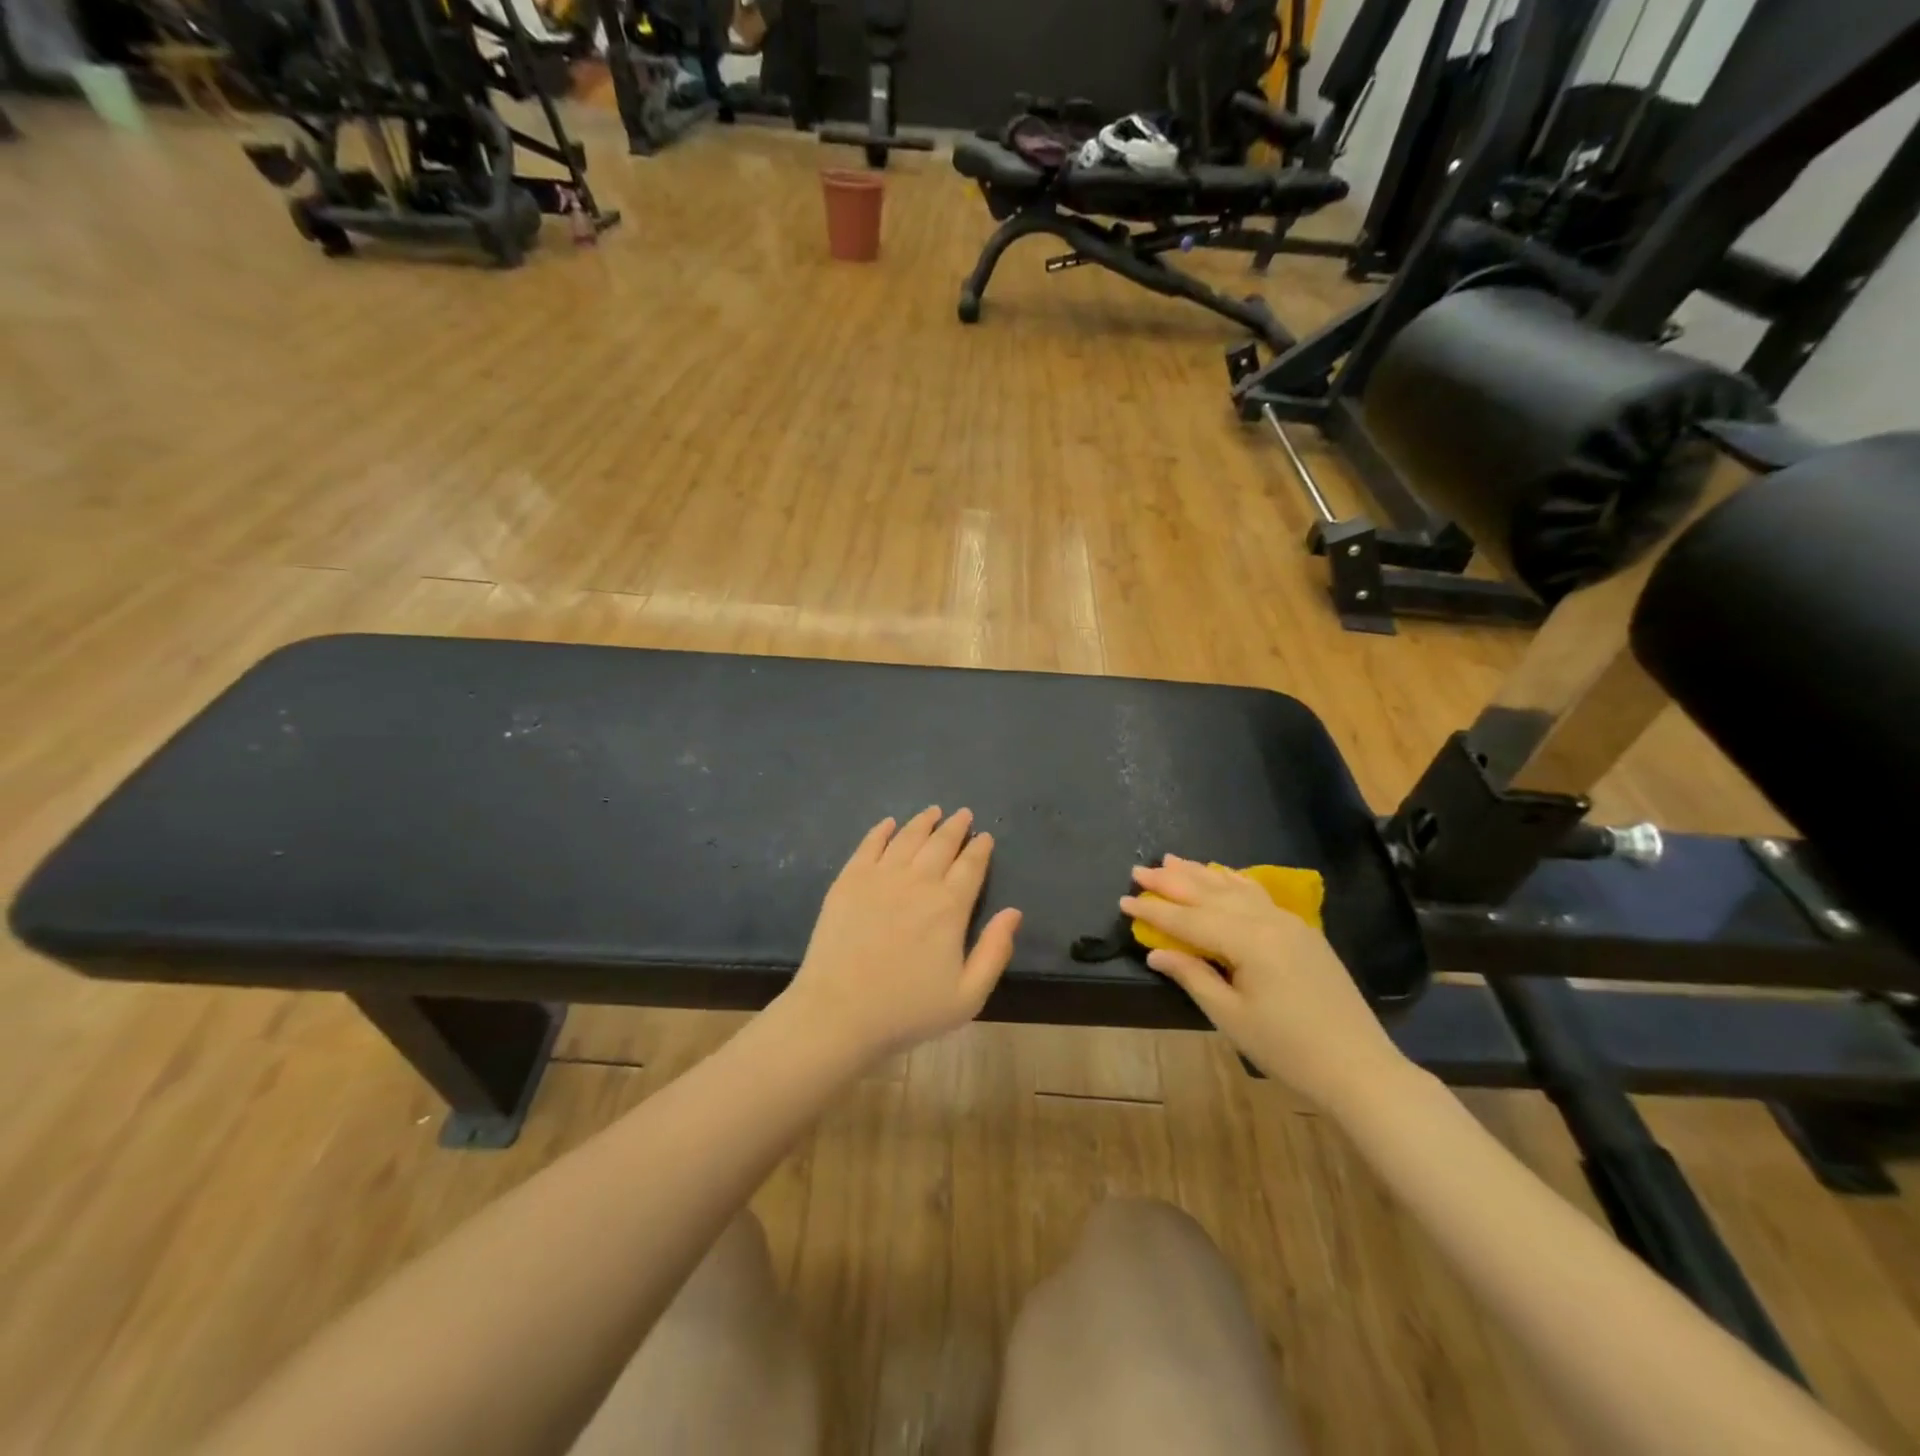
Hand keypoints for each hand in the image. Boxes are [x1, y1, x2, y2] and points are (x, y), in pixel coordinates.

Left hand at [784, 807, 1021, 1067]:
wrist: (838, 1013)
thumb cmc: (907, 1010)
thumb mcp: (967, 995)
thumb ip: (994, 951)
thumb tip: (1014, 912)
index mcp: (949, 906)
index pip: (971, 866)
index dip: (980, 848)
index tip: (985, 836)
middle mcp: (918, 881)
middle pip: (941, 843)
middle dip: (955, 826)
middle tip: (963, 814)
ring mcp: (879, 876)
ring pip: (907, 837)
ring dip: (923, 822)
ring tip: (933, 811)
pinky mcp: (848, 880)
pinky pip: (869, 844)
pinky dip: (882, 830)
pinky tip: (888, 824)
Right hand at [1121, 856, 1407, 1113]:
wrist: (1359, 1069)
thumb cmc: (1288, 1049)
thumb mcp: (1231, 1017)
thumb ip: (1193, 976)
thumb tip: (1155, 951)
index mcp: (1250, 941)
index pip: (1191, 919)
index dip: (1155, 911)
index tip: (1124, 899)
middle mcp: (1269, 921)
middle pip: (1211, 894)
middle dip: (1172, 882)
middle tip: (1139, 870)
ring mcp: (1289, 922)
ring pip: (1235, 888)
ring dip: (1200, 874)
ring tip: (1171, 860)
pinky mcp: (1302, 932)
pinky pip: (1258, 895)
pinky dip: (1233, 882)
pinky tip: (1221, 875)